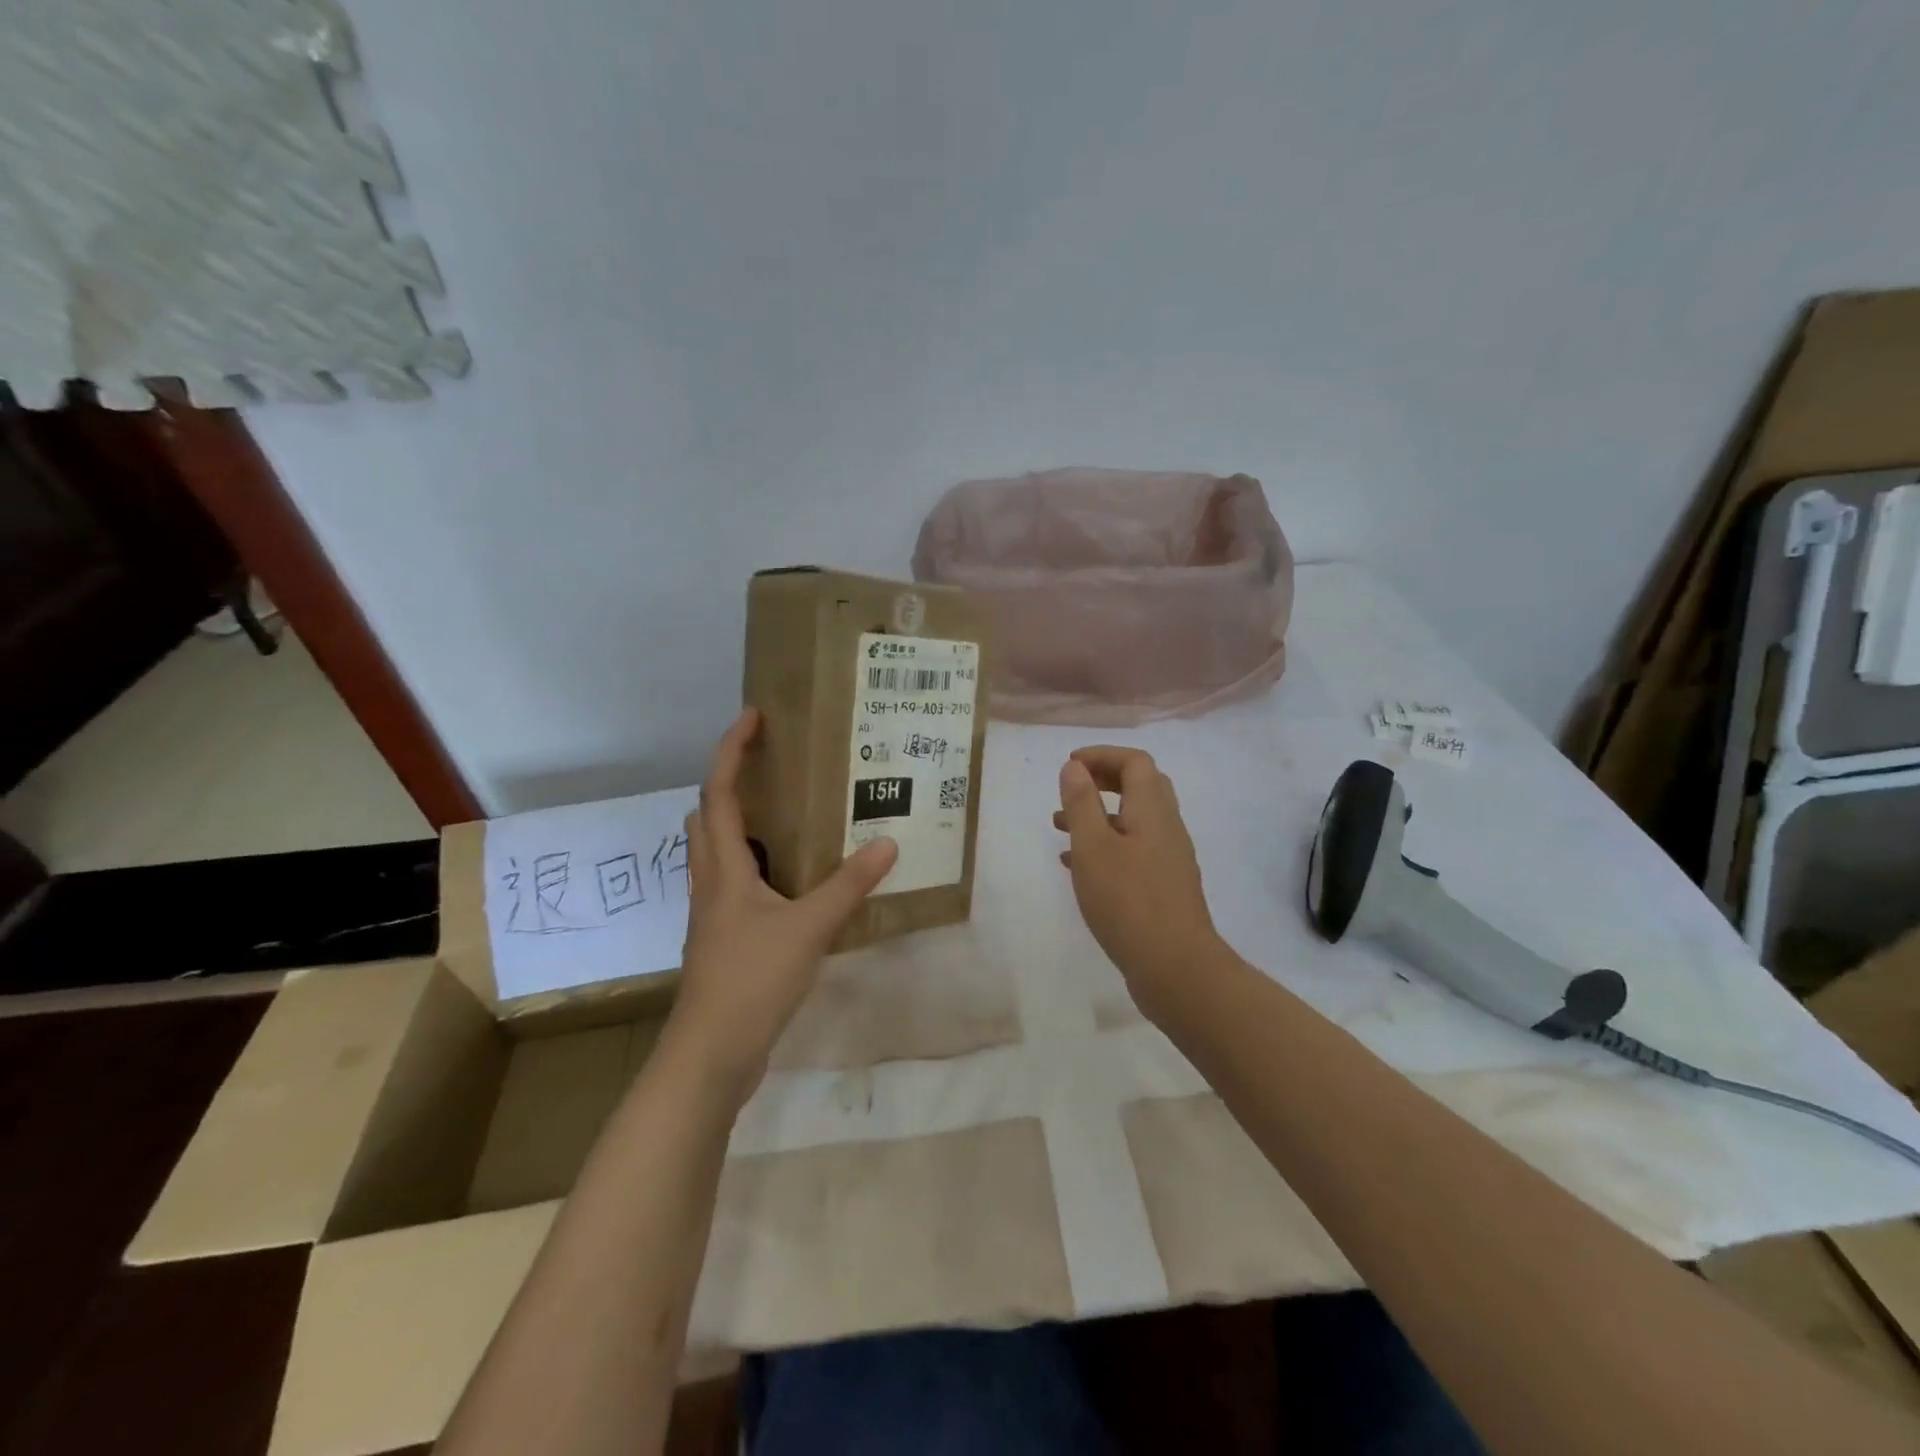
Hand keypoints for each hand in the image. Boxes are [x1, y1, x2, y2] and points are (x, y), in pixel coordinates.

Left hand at [668, 708, 897, 1101]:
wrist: (711, 1055)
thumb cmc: (751, 980)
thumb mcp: (809, 928)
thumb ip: (848, 885)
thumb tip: (887, 843)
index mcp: (723, 868)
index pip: (718, 792)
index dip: (731, 750)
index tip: (752, 716)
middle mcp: (710, 882)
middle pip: (707, 818)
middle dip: (730, 783)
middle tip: (771, 767)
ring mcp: (713, 913)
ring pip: (717, 852)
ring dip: (741, 824)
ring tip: (786, 816)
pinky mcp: (722, 940)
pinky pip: (733, 884)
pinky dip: (754, 865)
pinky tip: (789, 881)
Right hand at [1055, 746, 1222, 1017]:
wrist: (1175, 968)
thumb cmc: (1128, 901)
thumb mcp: (1093, 847)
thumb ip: (1082, 803)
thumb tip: (1074, 767)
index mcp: (1153, 810)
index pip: (1135, 762)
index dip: (1102, 755)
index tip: (1069, 764)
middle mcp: (1166, 828)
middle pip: (1140, 786)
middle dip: (1102, 780)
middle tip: (1069, 788)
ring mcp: (1168, 859)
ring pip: (1133, 821)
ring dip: (1098, 814)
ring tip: (1058, 826)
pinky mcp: (1163, 886)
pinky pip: (1132, 850)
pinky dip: (1105, 846)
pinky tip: (1076, 866)